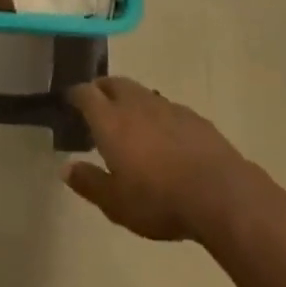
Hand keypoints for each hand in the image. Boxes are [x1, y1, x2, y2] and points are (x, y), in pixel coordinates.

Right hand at [63, 77, 249, 241]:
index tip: (69, 101)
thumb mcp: (116, 203)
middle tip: (96, 106)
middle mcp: (136, 104)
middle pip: (113, 83)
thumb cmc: (158, 200)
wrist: (220, 193)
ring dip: (128, 99)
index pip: (86, 93)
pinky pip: (165, 107)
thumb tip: (65, 168)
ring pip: (140, 92)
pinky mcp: (192, 116)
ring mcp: (166, 106)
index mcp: (111, 120)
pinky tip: (162, 135)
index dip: (75, 95)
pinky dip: (155, 114)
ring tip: (128, 120)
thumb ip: (89, 182)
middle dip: (101, 89)